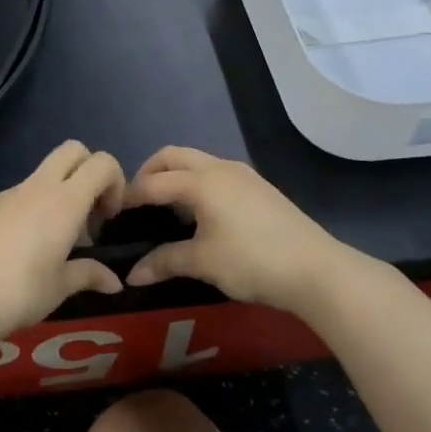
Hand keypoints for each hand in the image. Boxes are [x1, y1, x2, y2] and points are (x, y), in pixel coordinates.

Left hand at [0, 141, 125, 346]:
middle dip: (88, 172)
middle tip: (87, 216)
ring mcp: (6, 194)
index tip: (108, 218)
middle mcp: (37, 187)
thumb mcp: (60, 288)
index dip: (114, 183)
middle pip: (73, 151)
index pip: (102, 163)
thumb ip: (90, 275)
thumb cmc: (18, 292)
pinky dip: (30, 210)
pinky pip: (17, 196)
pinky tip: (19, 250)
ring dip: (58, 195)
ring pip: (43, 175)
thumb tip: (114, 282)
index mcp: (64, 201)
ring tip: (53, 243)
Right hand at [121, 147, 353, 315]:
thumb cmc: (252, 261)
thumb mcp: (203, 263)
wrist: (316, 269)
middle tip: (138, 201)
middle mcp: (219, 168)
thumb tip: (132, 275)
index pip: (153, 182)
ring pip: (197, 161)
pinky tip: (200, 214)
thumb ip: (164, 262)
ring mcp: (242, 174)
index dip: (130, 196)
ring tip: (166, 208)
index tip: (114, 213)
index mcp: (200, 181)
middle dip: (150, 172)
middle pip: (173, 156)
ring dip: (175, 175)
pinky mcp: (258, 187)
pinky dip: (197, 183)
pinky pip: (215, 173)